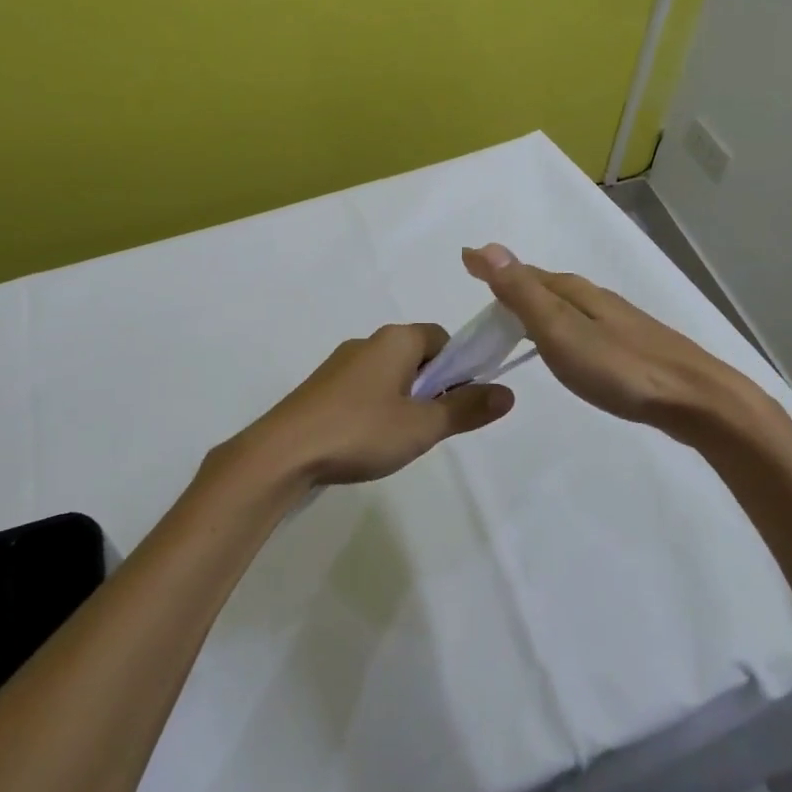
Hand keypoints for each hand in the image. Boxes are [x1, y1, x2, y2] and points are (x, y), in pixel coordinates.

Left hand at [236, 324, 514, 484]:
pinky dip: (377, 408)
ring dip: (405, 400)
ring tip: (402, 439)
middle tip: (434, 426)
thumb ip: (466, 408)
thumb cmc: (361, 431)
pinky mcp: (322, 387)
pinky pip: (364, 388)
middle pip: (417, 356)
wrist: (283, 452)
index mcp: (396, 339)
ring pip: (390, 374)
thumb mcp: (422, 426)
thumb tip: (508, 392)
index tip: (462, 402)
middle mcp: (368, 341)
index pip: (442, 338)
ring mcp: (341, 364)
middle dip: (432, 387)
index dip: (460, 367)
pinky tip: (369, 441)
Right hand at [462, 244, 775, 436]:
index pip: (523, 274)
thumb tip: (486, 247)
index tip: (466, 264)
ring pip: (567, 306)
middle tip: (485, 299)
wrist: (695, 400)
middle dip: (514, 288)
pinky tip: (568, 347)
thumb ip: (522, 293)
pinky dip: (562, 328)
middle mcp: (595, 298)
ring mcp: (618, 321)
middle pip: (545, 287)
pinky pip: (583, 326)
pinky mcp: (633, 346)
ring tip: (517, 322)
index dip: (493, 271)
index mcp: (573, 292)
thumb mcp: (560, 331)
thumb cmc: (619, 368)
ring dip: (539, 308)